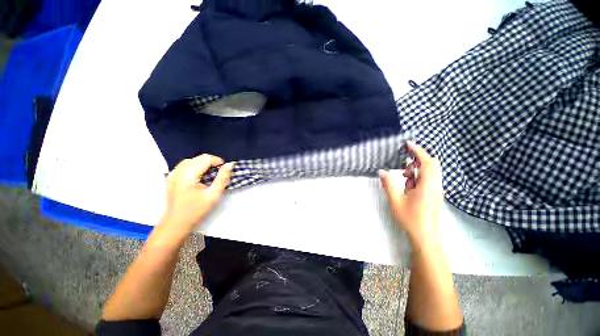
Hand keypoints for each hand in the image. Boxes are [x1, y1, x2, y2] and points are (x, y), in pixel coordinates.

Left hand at [161, 154, 233, 235]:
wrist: (176, 224)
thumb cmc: (196, 210)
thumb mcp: (213, 195)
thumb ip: (222, 178)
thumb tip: (230, 165)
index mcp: (187, 174)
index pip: (205, 158)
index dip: (218, 161)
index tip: (225, 170)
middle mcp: (178, 171)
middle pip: (198, 158)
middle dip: (211, 163)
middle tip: (219, 174)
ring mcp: (172, 174)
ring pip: (191, 161)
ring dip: (203, 164)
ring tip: (210, 175)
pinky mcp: (171, 178)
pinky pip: (184, 166)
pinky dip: (195, 167)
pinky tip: (199, 177)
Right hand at [379, 142, 443, 249]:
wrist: (426, 238)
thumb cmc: (411, 220)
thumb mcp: (395, 201)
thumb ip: (388, 184)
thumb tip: (381, 171)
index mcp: (427, 186)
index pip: (427, 163)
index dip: (418, 151)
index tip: (408, 144)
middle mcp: (435, 186)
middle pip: (432, 165)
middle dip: (418, 159)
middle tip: (404, 161)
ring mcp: (436, 191)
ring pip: (431, 173)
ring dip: (417, 170)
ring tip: (403, 177)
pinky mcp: (435, 196)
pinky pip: (429, 180)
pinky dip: (419, 178)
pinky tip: (408, 187)